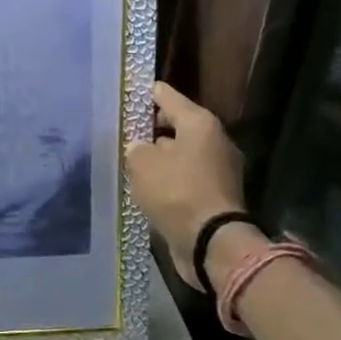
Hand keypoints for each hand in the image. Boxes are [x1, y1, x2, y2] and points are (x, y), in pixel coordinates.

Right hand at [127, 82, 255, 290]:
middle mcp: (214, 140)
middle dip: (149, 129)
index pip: (165, 94)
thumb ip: (135, 147)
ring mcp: (219, 169)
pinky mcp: (217, 194)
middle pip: (175, 123)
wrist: (212, 244)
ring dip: (159, 157)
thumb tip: (140, 149)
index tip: (121, 98)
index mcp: (199, 123)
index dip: (141, 94)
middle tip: (122, 135)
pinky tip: (147, 187)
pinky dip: (169, 179)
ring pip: (180, 152)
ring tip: (130, 163)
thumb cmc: (176, 192)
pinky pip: (186, 176)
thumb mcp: (141, 162)